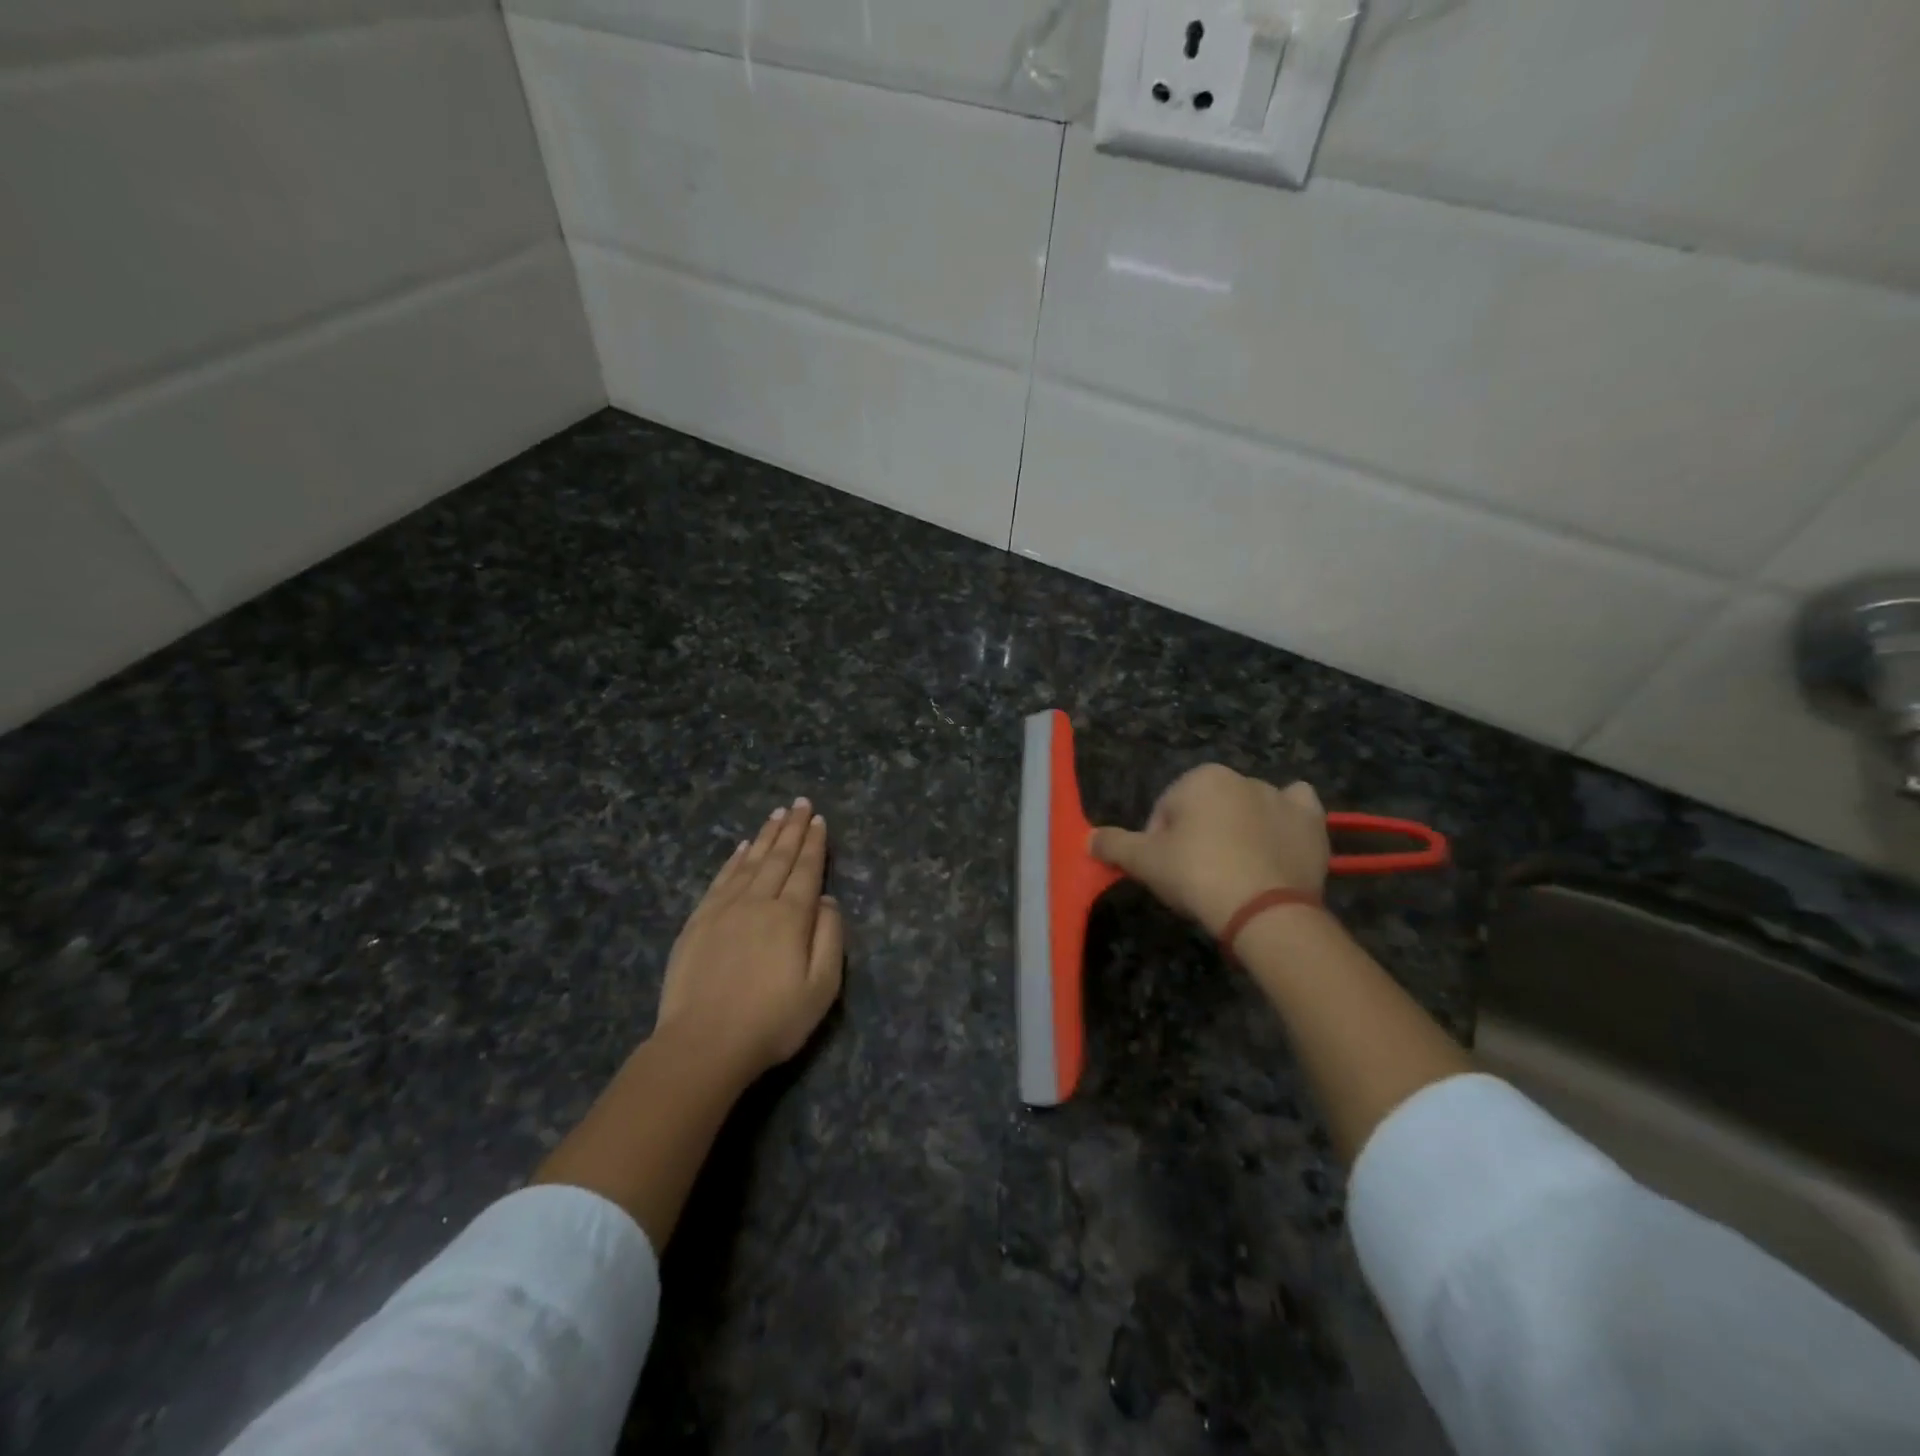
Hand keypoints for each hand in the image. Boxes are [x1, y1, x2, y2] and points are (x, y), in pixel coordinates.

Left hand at [655, 797, 844, 1081]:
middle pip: (778, 858)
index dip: (813, 844)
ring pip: (749, 863)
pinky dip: (733, 860)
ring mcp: (724, 910)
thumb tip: (826, 900)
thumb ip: (829, 938)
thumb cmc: (772, 1021)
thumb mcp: (821, 988)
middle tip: (800, 803)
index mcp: (791, 917)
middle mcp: (758, 903)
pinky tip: (741, 848)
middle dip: (791, 829)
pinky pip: (720, 880)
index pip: (806, 870)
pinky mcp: (698, 922)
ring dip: (765, 837)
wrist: (703, 1045)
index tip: (818, 819)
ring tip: (776, 814)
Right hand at [1091, 765, 1328, 936]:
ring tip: (1237, 872)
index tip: (1167, 873)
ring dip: (1240, 829)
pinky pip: (1296, 810)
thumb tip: (1087, 838)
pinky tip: (1278, 843)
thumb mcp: (1144, 862)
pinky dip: (1287, 820)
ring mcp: (1282, 798)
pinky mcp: (1312, 822)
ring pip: (1249, 809)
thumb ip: (1114, 844)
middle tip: (1199, 877)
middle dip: (1200, 836)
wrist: (1264, 910)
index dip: (1160, 843)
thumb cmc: (1197, 875)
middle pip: (1207, 809)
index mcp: (1201, 778)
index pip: (1166, 810)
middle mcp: (1242, 777)